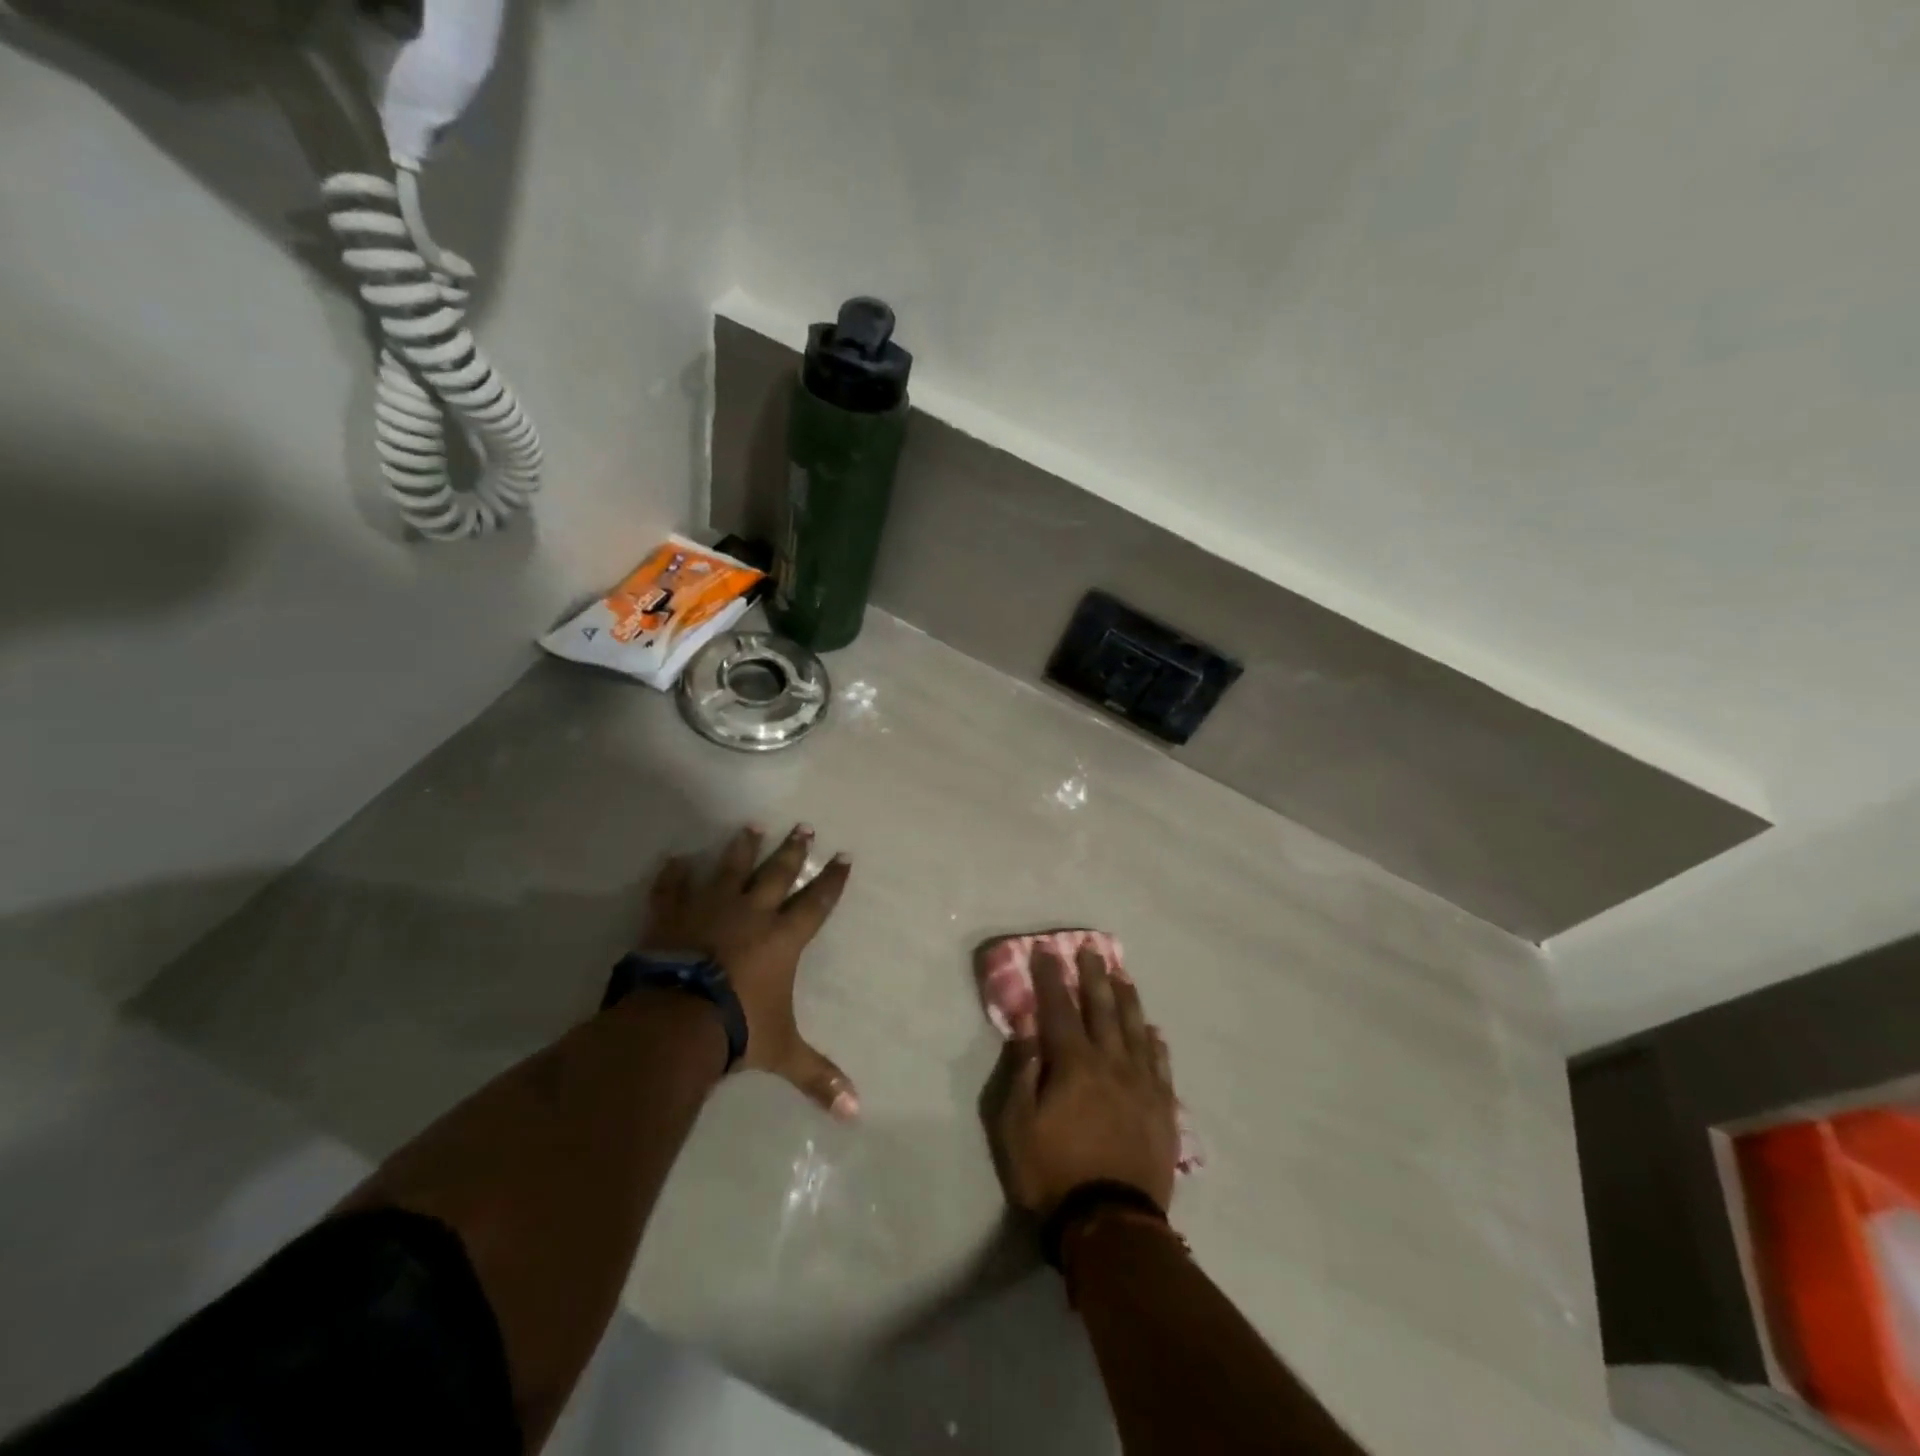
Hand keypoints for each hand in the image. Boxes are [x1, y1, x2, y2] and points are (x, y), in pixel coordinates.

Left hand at [643, 824, 857, 1118]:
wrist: (675, 1022)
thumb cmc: (737, 1029)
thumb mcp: (782, 1052)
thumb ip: (817, 1077)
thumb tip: (856, 1113)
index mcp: (782, 938)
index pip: (816, 902)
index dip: (832, 880)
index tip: (843, 855)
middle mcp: (751, 914)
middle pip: (778, 873)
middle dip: (793, 850)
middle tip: (804, 825)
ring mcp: (709, 909)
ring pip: (730, 868)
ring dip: (742, 847)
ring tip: (751, 825)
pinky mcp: (672, 916)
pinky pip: (672, 888)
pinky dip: (673, 875)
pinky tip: (673, 858)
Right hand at [990, 944, 1179, 1217]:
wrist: (1110, 1224)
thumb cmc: (1052, 1174)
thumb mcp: (1016, 1127)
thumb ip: (1022, 1074)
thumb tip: (1028, 1032)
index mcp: (1073, 1064)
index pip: (1058, 1008)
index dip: (1050, 977)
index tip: (1046, 950)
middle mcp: (1111, 1063)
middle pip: (1101, 1008)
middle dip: (1093, 976)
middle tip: (1091, 949)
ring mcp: (1141, 1085)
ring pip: (1134, 1029)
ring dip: (1126, 999)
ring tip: (1122, 975)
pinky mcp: (1162, 1109)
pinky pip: (1160, 1065)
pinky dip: (1154, 1043)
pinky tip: (1152, 1030)